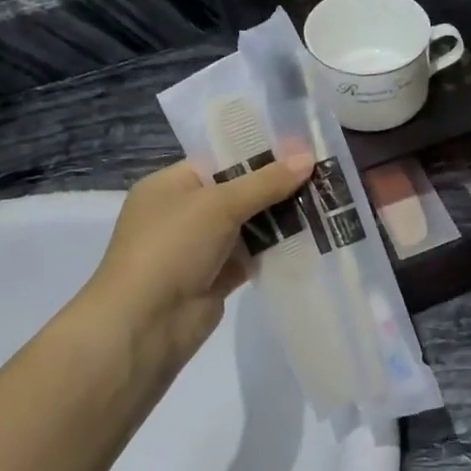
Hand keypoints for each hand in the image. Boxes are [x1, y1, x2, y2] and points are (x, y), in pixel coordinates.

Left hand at [79, 157, 311, 376]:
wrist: (145, 323)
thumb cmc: (171, 248)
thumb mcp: (218, 205)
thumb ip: (264, 182)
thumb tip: (307, 157)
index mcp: (171, 185)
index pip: (220, 159)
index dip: (260, 152)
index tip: (302, 147)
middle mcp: (184, 212)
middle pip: (238, 191)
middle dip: (277, 186)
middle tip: (322, 175)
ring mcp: (200, 247)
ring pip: (248, 225)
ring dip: (281, 218)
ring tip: (325, 202)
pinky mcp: (216, 277)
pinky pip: (252, 256)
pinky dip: (276, 249)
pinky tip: (311, 239)